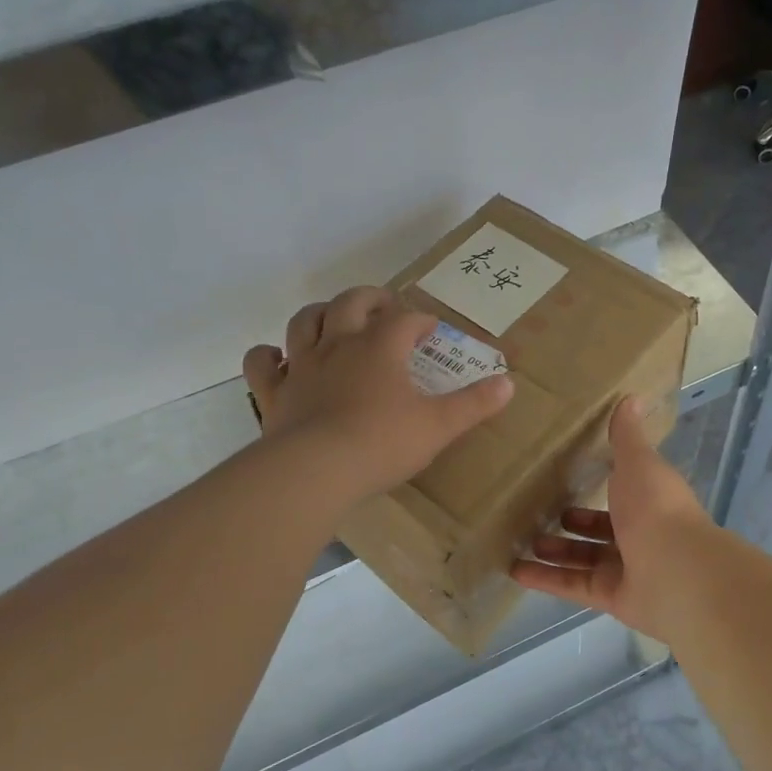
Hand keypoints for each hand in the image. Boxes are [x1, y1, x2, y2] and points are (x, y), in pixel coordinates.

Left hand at [242, 288, 512, 504]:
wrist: (316, 471)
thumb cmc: (382, 444)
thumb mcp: (439, 426)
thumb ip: (474, 404)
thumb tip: (509, 384)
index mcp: (380, 347)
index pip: (404, 319)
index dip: (421, 319)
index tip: (432, 329)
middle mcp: (339, 345)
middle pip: (351, 302)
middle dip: (371, 299)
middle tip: (384, 308)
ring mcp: (301, 366)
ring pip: (305, 321)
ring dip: (321, 314)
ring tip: (335, 320)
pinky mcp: (274, 393)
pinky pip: (262, 363)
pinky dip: (269, 355)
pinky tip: (279, 358)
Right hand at [511, 396, 719, 640]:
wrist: (678, 572)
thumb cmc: (656, 508)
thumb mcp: (638, 462)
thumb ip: (627, 436)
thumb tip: (632, 396)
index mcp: (650, 500)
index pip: (623, 491)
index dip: (599, 485)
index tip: (566, 475)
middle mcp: (642, 534)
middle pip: (602, 529)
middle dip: (571, 523)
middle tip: (535, 512)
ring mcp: (628, 569)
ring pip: (584, 559)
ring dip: (554, 551)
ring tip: (519, 541)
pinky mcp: (613, 598)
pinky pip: (574, 586)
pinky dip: (547, 579)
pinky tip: (515, 571)